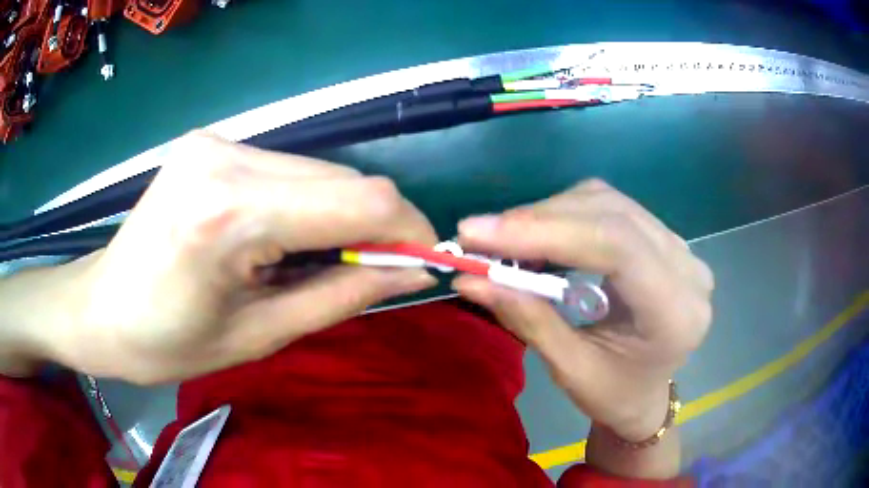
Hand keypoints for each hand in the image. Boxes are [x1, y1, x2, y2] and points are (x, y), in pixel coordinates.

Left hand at [43, 132, 437, 384]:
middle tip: (364, 274)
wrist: (100, 308)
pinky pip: (287, 168)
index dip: (405, 230)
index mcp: (230, 212)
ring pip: (318, 170)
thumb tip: (412, 273)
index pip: (360, 198)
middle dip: (371, 227)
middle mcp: (226, 155)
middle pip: (343, 177)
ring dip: (335, 215)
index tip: (417, 264)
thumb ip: (342, 296)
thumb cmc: (167, 343)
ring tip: (308, 261)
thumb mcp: (259, 336)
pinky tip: (277, 236)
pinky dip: (303, 203)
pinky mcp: (211, 141)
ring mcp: (216, 140)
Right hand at [452, 179, 712, 441]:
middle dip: (538, 219)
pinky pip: (611, 208)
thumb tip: (470, 280)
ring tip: (503, 238)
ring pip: (608, 203)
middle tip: (479, 235)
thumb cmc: (615, 394)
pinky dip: (565, 214)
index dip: (546, 231)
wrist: (647, 392)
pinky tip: (537, 234)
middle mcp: (687, 268)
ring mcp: (680, 248)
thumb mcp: (570, 370)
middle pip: (612, 215)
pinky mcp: (664, 239)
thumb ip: (528, 319)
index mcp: (676, 312)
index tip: (479, 234)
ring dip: (549, 214)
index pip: (618, 246)